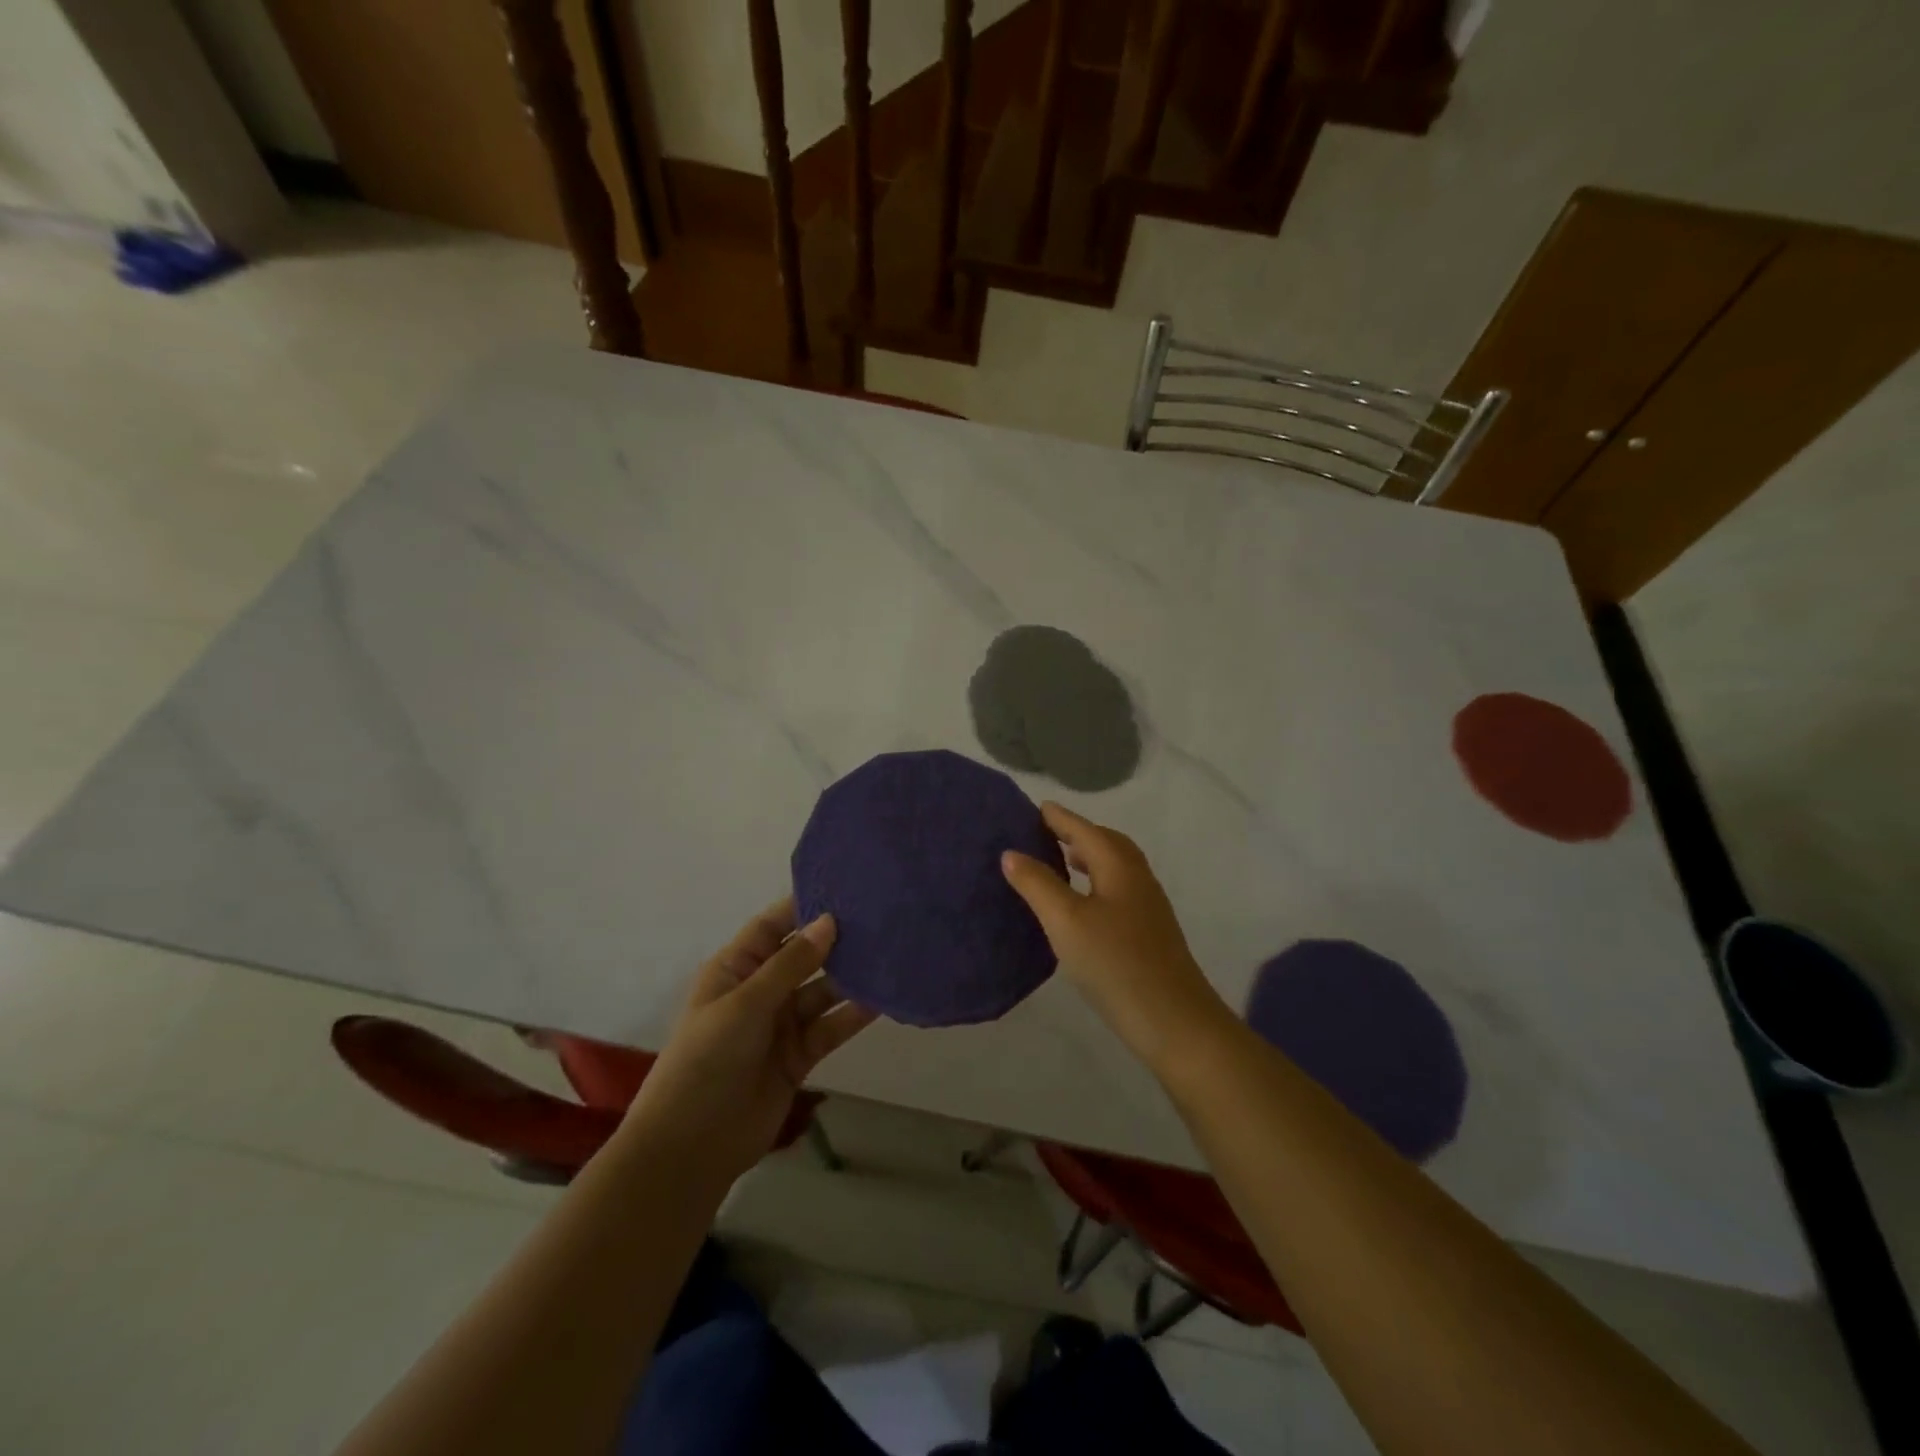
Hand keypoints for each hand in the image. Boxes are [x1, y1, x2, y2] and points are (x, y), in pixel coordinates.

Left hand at [626, 898, 876, 1182]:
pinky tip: (884, 998)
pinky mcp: (801, 1054)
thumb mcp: (746, 1003)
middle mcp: (761, 989)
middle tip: (882, 916)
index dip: (804, 906)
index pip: (773, 925)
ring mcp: (782, 1023)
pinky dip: (854, 1014)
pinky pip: (832, 1026)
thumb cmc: (707, 1058)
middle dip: (837, 939)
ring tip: (891, 953)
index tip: (845, 886)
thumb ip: (791, 963)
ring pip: (823, 990)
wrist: (692, 1145)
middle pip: (804, 956)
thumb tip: (830, 920)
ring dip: (851, 976)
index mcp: (736, 968)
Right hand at [1002, 802, 1227, 1068]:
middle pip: (1106, 843)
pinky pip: (1117, 889)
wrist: (1173, 1021)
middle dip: (1077, 833)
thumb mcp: (1066, 921)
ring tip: (1061, 862)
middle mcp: (1137, 878)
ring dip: (1088, 858)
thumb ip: (1037, 884)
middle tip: (1046, 832)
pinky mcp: (1149, 932)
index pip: (1085, 830)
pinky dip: (1096, 882)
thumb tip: (1011, 852)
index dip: (1060, 818)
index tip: (1038, 807)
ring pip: (1114, 868)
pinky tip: (1081, 905)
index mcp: (1119, 866)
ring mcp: (1147, 906)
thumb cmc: (1115, 963)